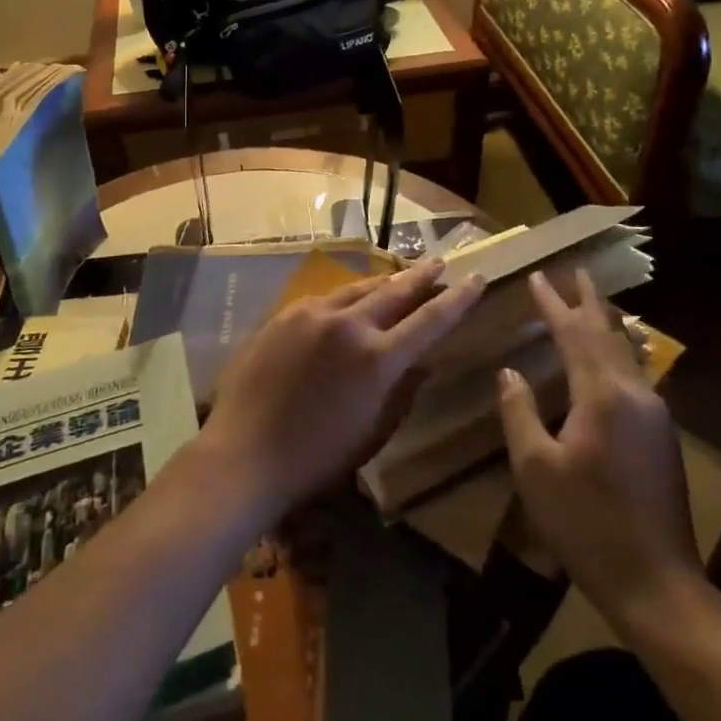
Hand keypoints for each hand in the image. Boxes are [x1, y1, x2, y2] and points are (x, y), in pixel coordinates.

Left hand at [201, 258, 485, 522]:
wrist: (245, 452)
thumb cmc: (317, 457)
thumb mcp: (373, 431)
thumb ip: (403, 390)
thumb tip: (424, 360)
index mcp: (377, 358)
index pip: (430, 320)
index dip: (457, 299)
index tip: (476, 278)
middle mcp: (348, 324)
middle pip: (394, 290)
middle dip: (421, 276)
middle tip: (439, 263)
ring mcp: (312, 314)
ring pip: (359, 288)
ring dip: (384, 282)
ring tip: (401, 277)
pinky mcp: (285, 314)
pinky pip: (326, 298)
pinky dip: (348, 296)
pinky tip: (350, 299)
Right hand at [497, 270, 703, 640]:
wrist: (657, 584)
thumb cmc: (586, 524)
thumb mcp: (535, 468)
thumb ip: (519, 411)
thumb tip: (510, 371)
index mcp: (602, 396)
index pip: (574, 334)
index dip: (553, 304)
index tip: (537, 276)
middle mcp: (634, 394)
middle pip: (608, 334)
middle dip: (589, 301)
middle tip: (576, 270)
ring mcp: (655, 415)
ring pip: (627, 353)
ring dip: (606, 324)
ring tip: (593, 302)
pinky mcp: (662, 436)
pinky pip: (635, 374)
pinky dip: (616, 351)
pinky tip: (612, 356)